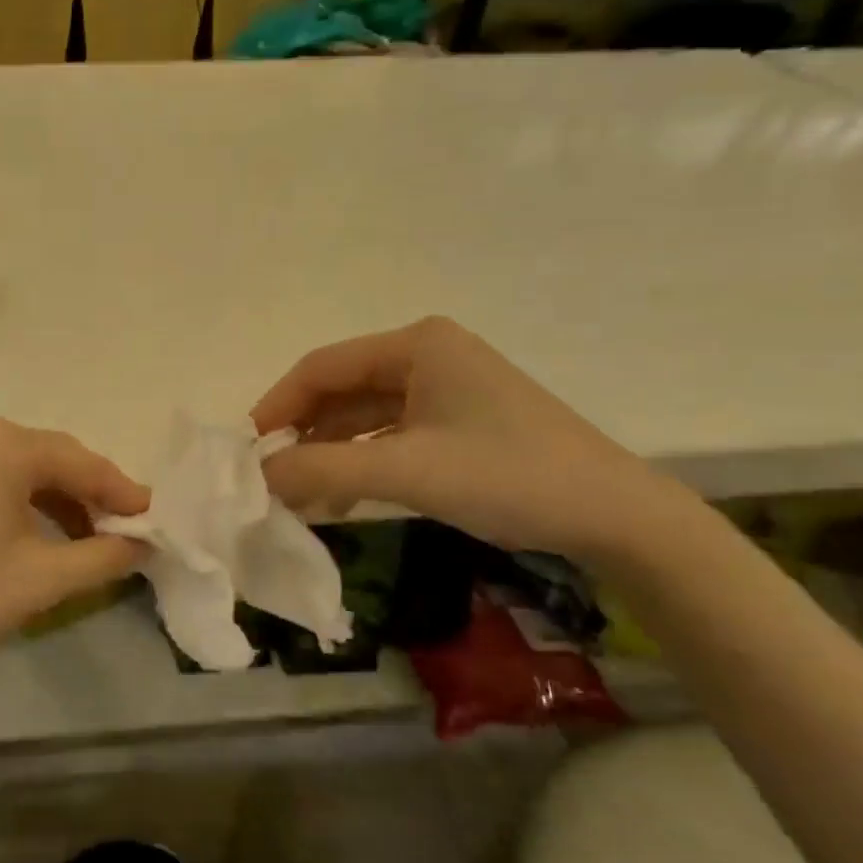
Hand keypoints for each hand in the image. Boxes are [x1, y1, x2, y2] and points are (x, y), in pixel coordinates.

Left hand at [0, 419, 150, 682]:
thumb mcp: (43, 579)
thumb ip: (104, 557)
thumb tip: (142, 545)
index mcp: (6, 444)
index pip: (83, 463)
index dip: (122, 493)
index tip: (153, 521)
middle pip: (50, 459)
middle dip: (88, 496)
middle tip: (123, 532)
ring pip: (18, 468)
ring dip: (54, 500)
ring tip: (84, 539)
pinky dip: (18, 501)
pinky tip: (34, 534)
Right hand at [252, 317, 674, 562]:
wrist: (616, 518)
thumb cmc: (506, 476)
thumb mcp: (405, 470)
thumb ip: (321, 469)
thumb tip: (255, 475)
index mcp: (415, 345)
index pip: (321, 367)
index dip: (276, 406)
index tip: (247, 450)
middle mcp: (426, 357)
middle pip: (340, 391)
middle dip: (301, 434)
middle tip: (266, 477)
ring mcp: (444, 391)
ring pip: (363, 417)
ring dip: (327, 453)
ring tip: (294, 495)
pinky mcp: (457, 424)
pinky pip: (389, 437)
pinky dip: (359, 464)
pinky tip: (337, 498)